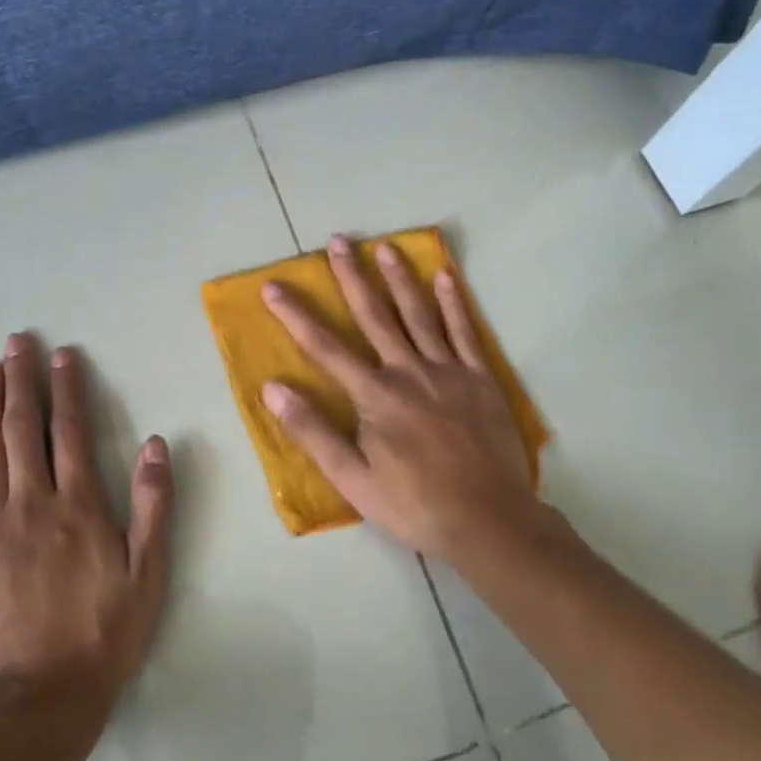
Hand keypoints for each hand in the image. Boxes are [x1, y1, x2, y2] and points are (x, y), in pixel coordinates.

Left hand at [0, 334, 174, 710]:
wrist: (40, 698)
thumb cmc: (103, 633)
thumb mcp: (148, 573)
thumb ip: (153, 505)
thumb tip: (156, 443)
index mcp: (79, 505)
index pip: (70, 431)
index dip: (66, 389)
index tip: (61, 356)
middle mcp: (32, 503)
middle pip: (22, 429)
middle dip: (20, 381)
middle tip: (15, 343)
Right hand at [260, 235, 543, 560]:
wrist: (488, 520)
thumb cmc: (413, 504)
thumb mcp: (352, 479)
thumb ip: (313, 431)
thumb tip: (273, 389)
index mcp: (375, 395)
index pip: (325, 346)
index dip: (296, 315)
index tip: (274, 286)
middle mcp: (408, 371)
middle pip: (375, 315)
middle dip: (352, 276)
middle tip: (338, 240)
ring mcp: (448, 370)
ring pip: (419, 314)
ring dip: (400, 278)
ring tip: (385, 247)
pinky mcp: (480, 378)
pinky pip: (465, 332)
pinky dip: (454, 303)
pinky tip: (445, 278)